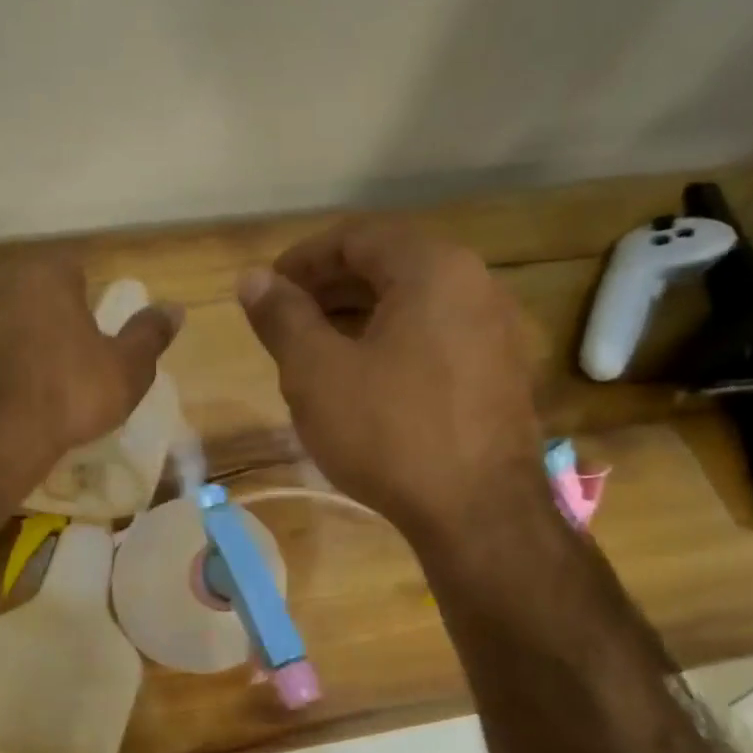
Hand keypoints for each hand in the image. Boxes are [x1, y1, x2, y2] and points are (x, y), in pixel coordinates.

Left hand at [0, 257, 181, 490]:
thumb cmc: (67, 398)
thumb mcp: (126, 372)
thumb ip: (150, 335)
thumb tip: (175, 308)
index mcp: (45, 276)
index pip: (72, 270)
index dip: (86, 301)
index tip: (91, 337)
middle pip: (30, 292)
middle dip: (46, 317)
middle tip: (63, 362)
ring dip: (11, 339)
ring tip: (27, 383)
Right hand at [238, 223, 545, 542]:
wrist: (479, 514)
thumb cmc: (390, 433)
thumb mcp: (317, 374)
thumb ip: (282, 317)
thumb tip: (252, 279)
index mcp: (432, 268)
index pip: (356, 237)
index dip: (302, 259)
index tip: (266, 290)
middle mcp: (475, 284)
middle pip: (388, 266)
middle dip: (329, 288)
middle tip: (284, 319)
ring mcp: (495, 330)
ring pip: (413, 304)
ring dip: (358, 316)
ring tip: (314, 349)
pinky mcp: (500, 373)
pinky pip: (435, 336)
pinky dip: (391, 342)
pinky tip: (362, 378)